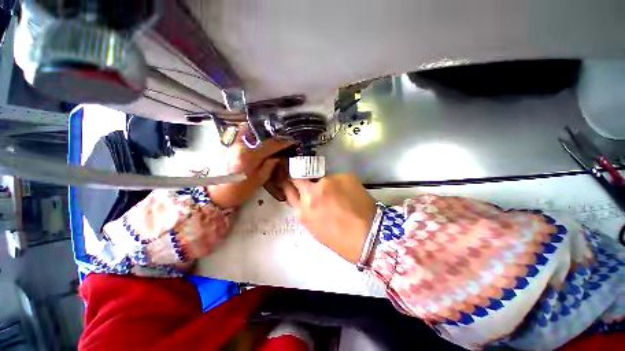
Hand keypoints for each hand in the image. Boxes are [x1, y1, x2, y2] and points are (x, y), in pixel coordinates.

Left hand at [208, 126, 290, 207]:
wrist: (214, 193)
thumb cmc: (238, 190)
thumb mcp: (258, 181)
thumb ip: (269, 166)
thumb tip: (278, 156)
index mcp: (249, 156)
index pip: (270, 145)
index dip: (282, 143)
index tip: (291, 141)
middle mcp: (239, 145)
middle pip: (258, 131)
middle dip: (272, 133)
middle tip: (282, 137)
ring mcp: (230, 142)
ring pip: (248, 128)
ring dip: (260, 130)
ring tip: (270, 136)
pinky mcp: (226, 143)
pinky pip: (240, 132)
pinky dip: (250, 131)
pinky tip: (256, 138)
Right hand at [281, 173, 376, 263]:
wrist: (369, 236)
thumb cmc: (339, 238)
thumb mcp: (314, 226)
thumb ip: (306, 208)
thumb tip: (305, 196)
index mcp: (303, 209)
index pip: (289, 189)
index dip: (289, 183)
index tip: (289, 178)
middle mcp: (312, 192)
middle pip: (300, 176)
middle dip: (302, 177)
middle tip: (309, 180)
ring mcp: (328, 182)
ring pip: (321, 177)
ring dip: (326, 184)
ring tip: (338, 194)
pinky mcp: (344, 176)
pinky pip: (337, 178)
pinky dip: (340, 184)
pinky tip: (349, 194)